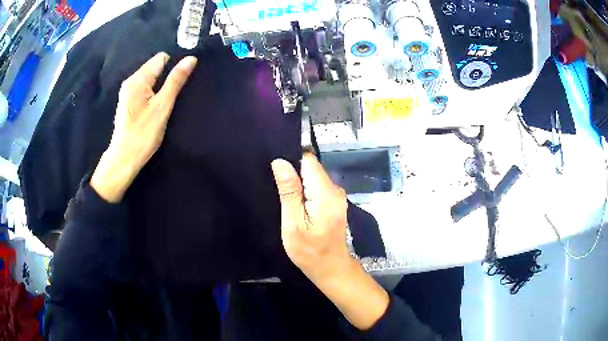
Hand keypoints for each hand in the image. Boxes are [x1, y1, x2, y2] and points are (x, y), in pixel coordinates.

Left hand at [91, 53, 197, 202]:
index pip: (161, 58)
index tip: (181, 81)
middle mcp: (131, 81)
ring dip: (160, 86)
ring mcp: (128, 91)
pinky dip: (153, 93)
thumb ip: (176, 81)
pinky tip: (155, 107)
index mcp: (138, 79)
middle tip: (172, 95)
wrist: (124, 159)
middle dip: (167, 76)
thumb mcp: (162, 106)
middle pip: (155, 67)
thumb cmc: (143, 133)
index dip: (174, 65)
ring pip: (150, 79)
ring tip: (165, 102)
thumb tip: (191, 59)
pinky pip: (144, 88)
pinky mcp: (128, 102)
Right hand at [271, 153, 350, 281]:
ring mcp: (337, 195)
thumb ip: (289, 192)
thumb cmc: (309, 251)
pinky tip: (298, 206)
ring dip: (299, 185)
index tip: (278, 176)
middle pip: (311, 168)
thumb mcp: (293, 224)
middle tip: (279, 192)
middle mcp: (336, 189)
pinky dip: (306, 192)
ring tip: (288, 202)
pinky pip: (317, 186)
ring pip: (313, 177)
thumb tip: (280, 162)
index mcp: (326, 193)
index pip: (308, 161)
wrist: (331, 268)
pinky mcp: (335, 200)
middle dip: (293, 175)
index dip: (291, 163)